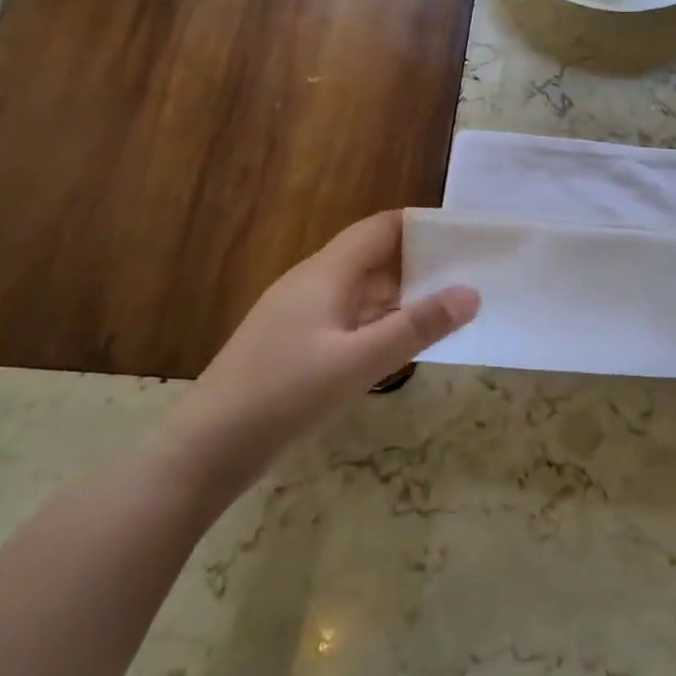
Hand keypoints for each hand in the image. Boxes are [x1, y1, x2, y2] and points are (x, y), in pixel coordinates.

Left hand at [161, 211, 478, 503]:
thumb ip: (416, 327)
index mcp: (325, 273)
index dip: (421, 225)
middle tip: (469, 270)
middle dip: (419, 259)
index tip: (465, 233)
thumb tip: (472, 293)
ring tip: (447, 301)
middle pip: (372, 256)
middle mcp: (312, 284)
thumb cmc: (283, 395)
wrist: (204, 450)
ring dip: (401, 291)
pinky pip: (348, 316)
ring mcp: (300, 315)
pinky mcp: (294, 344)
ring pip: (360, 288)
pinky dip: (380, 318)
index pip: (380, 228)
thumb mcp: (358, 362)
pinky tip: (402, 338)